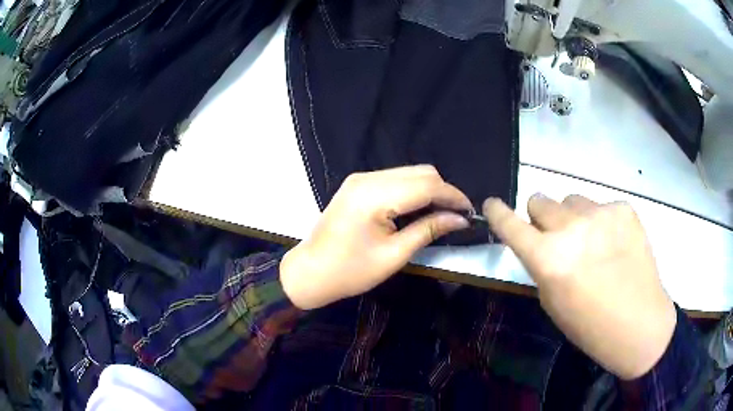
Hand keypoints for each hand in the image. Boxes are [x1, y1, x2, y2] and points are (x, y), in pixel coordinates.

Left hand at [281, 165, 471, 309]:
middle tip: (457, 216)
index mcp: (374, 196)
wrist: (310, 272)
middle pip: (420, 172)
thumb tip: (460, 219)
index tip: (470, 212)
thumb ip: (428, 230)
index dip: (453, 196)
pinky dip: (413, 190)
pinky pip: (395, 178)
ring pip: (409, 173)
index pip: (427, 184)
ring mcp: (360, 178)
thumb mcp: (394, 255)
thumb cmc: (350, 271)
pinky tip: (420, 208)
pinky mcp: (358, 184)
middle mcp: (367, 178)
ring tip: (442, 214)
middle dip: (444, 191)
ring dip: (430, 189)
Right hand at [483, 194, 675, 379]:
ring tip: (591, 242)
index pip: (510, 224)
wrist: (640, 323)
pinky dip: (601, 222)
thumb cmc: (590, 325)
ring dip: (572, 218)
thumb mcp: (553, 302)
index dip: (497, 213)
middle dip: (542, 218)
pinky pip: (601, 206)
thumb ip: (541, 266)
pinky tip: (614, 244)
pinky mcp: (623, 209)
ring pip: (571, 200)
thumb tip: (539, 242)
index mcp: (548, 259)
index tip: (492, 204)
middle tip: (556, 237)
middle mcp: (571, 228)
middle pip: (540, 200)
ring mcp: (600, 214)